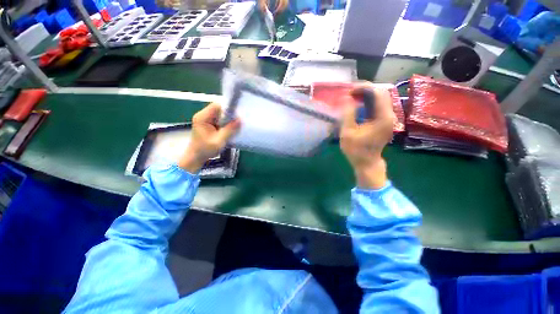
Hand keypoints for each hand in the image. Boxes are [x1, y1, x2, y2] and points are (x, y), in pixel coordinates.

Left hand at [178, 103, 240, 172]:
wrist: (196, 157)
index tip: (237, 116)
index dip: (228, 109)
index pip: (216, 106)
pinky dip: (226, 123)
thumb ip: (229, 130)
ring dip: (228, 120)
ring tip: (235, 126)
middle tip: (238, 122)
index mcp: (202, 118)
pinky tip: (230, 129)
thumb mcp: (219, 141)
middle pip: (219, 109)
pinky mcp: (209, 124)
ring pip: (220, 114)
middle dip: (229, 115)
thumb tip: (240, 120)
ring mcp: (206, 119)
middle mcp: (203, 115)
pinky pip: (220, 119)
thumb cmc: (205, 150)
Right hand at [340, 84, 395, 188]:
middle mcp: (389, 115)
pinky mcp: (385, 121)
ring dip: (367, 95)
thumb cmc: (356, 150)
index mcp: (382, 117)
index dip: (363, 88)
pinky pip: (378, 106)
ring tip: (352, 96)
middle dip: (365, 89)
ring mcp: (388, 118)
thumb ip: (348, 114)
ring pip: (381, 98)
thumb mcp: (348, 133)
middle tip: (350, 92)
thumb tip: (347, 98)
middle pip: (381, 93)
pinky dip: (369, 102)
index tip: (349, 90)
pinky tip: (358, 104)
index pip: (377, 93)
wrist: (367, 163)